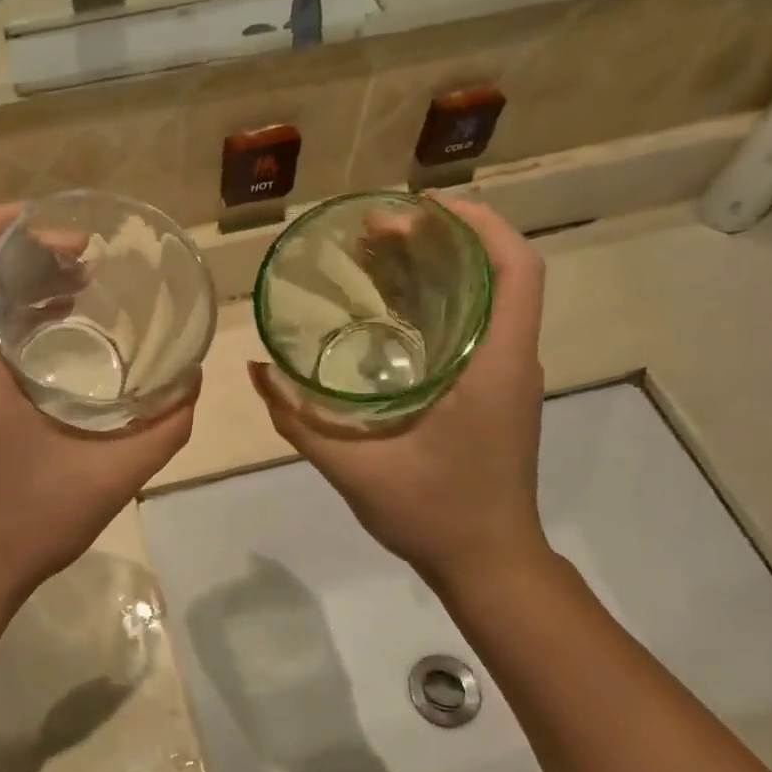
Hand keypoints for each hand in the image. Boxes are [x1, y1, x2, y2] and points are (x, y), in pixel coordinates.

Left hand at [0, 204, 197, 605]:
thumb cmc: (27, 520)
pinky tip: (63, 340)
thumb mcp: (111, 475)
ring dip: (19, 287)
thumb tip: (192, 385)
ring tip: (80, 285)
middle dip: (21, 251)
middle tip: (83, 256)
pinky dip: (15, 323)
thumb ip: (162, 429)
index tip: (48, 221)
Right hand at [250, 197, 550, 585]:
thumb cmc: (433, 514)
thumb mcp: (355, 468)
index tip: (421, 207)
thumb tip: (258, 373)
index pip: (514, 269)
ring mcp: (508, 378)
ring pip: (485, 300)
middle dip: (440, 239)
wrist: (487, 563)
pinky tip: (391, 313)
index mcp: (495, 366)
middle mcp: (511, 360)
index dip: (477, 224)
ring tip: (377, 258)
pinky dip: (439, 306)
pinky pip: (475, 330)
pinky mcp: (497, 394)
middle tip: (375, 232)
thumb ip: (299, 421)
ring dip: (438, 271)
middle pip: (494, 274)